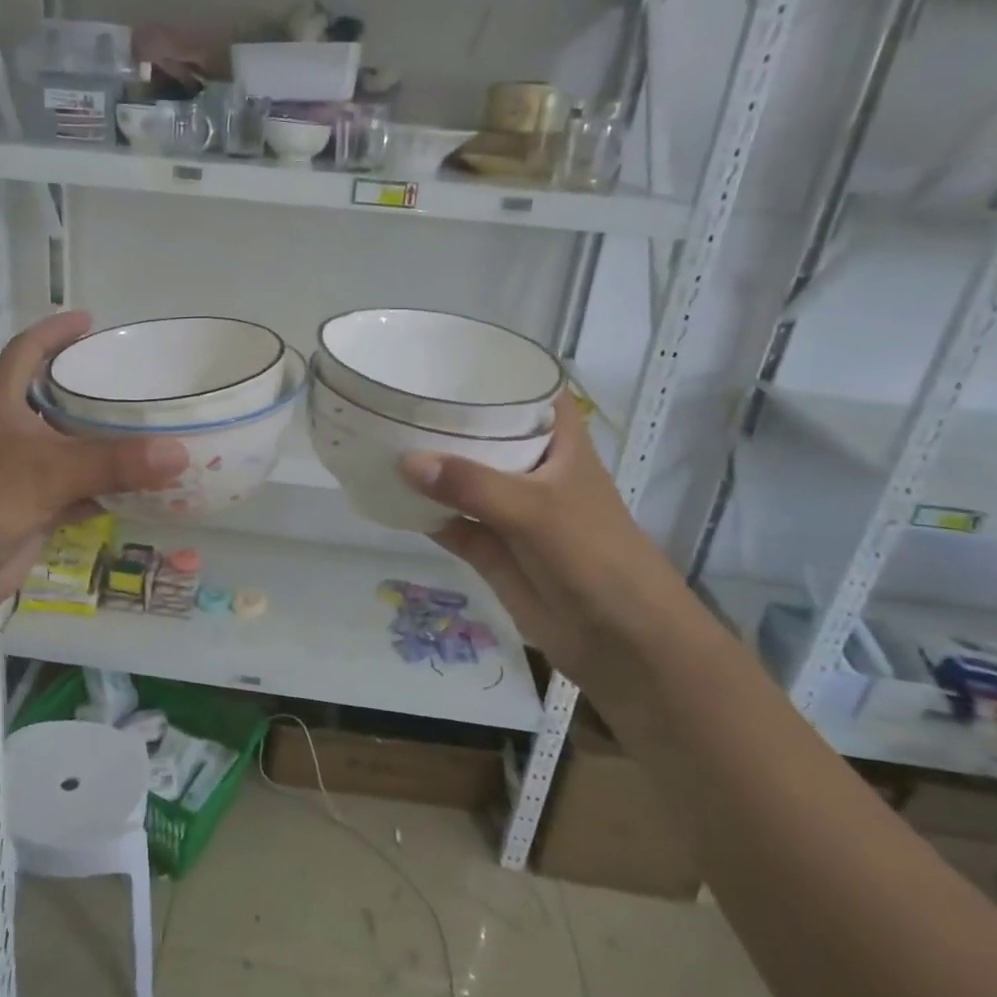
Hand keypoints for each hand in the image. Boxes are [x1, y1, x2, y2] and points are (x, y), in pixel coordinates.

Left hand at [0, 312, 186, 629]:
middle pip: (56, 399)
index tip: (92, 320)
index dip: (55, 331)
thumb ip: (114, 462)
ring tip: (153, 427)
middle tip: (141, 380)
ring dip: (106, 443)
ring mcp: (21, 475)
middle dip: (93, 388)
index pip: (26, 351)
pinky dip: (108, 489)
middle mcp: (10, 433)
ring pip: (72, 449)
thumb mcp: (46, 471)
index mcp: (0, 404)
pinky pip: (80, 491)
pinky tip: (143, 488)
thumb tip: (181, 452)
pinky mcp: (33, 511)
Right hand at [398, 393, 689, 715]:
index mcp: (558, 443)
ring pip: (461, 478)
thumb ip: (471, 484)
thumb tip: (405, 460)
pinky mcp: (489, 547)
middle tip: (393, 394)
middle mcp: (531, 468)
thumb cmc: (593, 555)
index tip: (449, 356)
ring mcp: (507, 509)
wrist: (619, 640)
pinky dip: (420, 511)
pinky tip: (385, 494)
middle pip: (484, 432)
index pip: (530, 391)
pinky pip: (448, 521)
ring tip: (377, 437)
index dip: (497, 370)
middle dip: (445, 418)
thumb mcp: (534, 509)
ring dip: (427, 466)